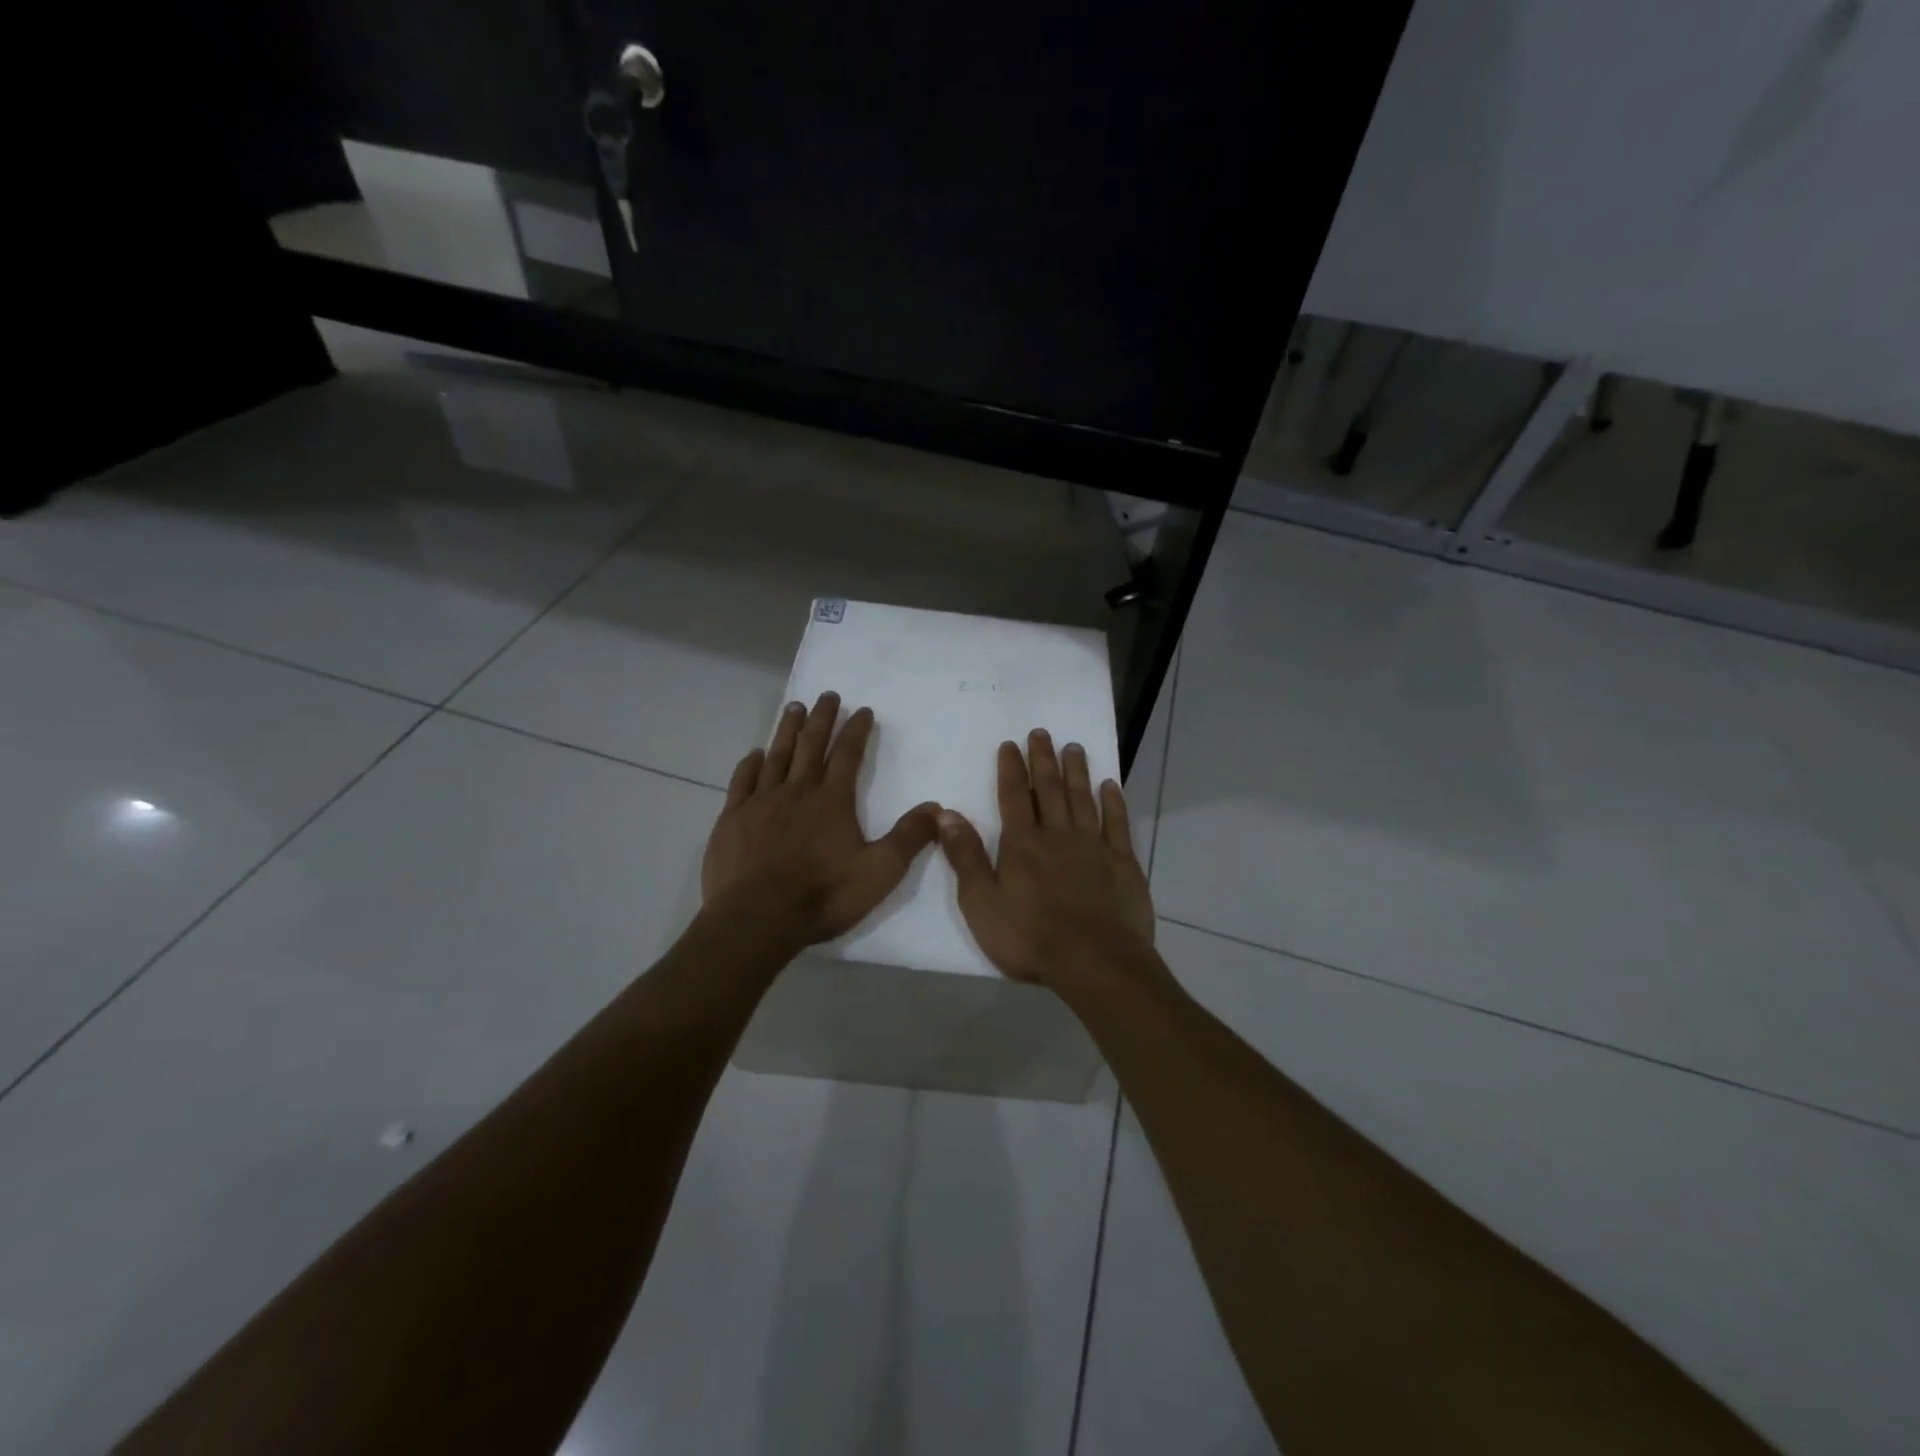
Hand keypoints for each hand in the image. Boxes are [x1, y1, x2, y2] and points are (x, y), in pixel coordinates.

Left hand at [703, 692, 941, 946]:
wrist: (757, 918)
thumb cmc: (823, 895)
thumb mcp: (880, 872)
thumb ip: (908, 838)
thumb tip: (937, 808)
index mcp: (832, 801)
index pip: (848, 755)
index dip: (856, 730)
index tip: (862, 710)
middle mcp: (797, 791)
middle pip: (811, 745)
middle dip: (821, 718)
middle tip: (827, 695)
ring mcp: (760, 803)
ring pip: (776, 756)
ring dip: (787, 730)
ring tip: (794, 707)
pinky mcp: (732, 819)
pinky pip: (742, 781)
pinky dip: (750, 764)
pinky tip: (754, 754)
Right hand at [937, 729, 1155, 988]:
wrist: (1094, 962)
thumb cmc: (1030, 938)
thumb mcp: (982, 903)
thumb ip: (966, 857)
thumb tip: (946, 814)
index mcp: (1022, 844)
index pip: (1014, 797)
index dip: (1011, 769)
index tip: (1010, 744)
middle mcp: (1058, 835)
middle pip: (1049, 789)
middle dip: (1043, 759)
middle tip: (1042, 732)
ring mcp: (1094, 846)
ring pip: (1083, 799)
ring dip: (1077, 771)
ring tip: (1074, 747)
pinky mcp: (1122, 863)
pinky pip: (1117, 824)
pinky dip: (1113, 802)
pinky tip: (1110, 785)